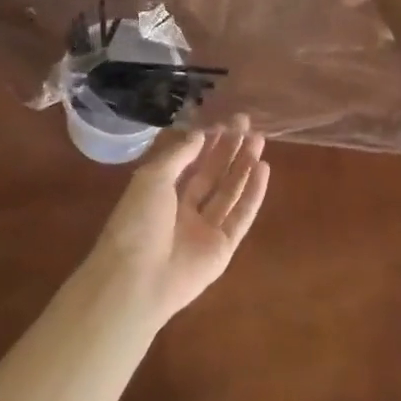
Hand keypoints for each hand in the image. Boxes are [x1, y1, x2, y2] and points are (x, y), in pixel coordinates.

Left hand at [86, 117, 270, 330]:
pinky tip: (263, 169)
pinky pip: (241, 216)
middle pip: (212, 175)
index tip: (225, 121)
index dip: (207, 142)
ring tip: (259, 139)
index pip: (190, 163)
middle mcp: (184, 210)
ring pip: (229, 192)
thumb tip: (199, 134)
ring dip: (244, 166)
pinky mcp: (223, 249)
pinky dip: (253, 193)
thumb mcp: (152, 177)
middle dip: (229, 149)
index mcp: (162, 194)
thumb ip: (179, 155)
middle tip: (247, 124)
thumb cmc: (137, 221)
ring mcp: (205, 230)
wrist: (137, 279)